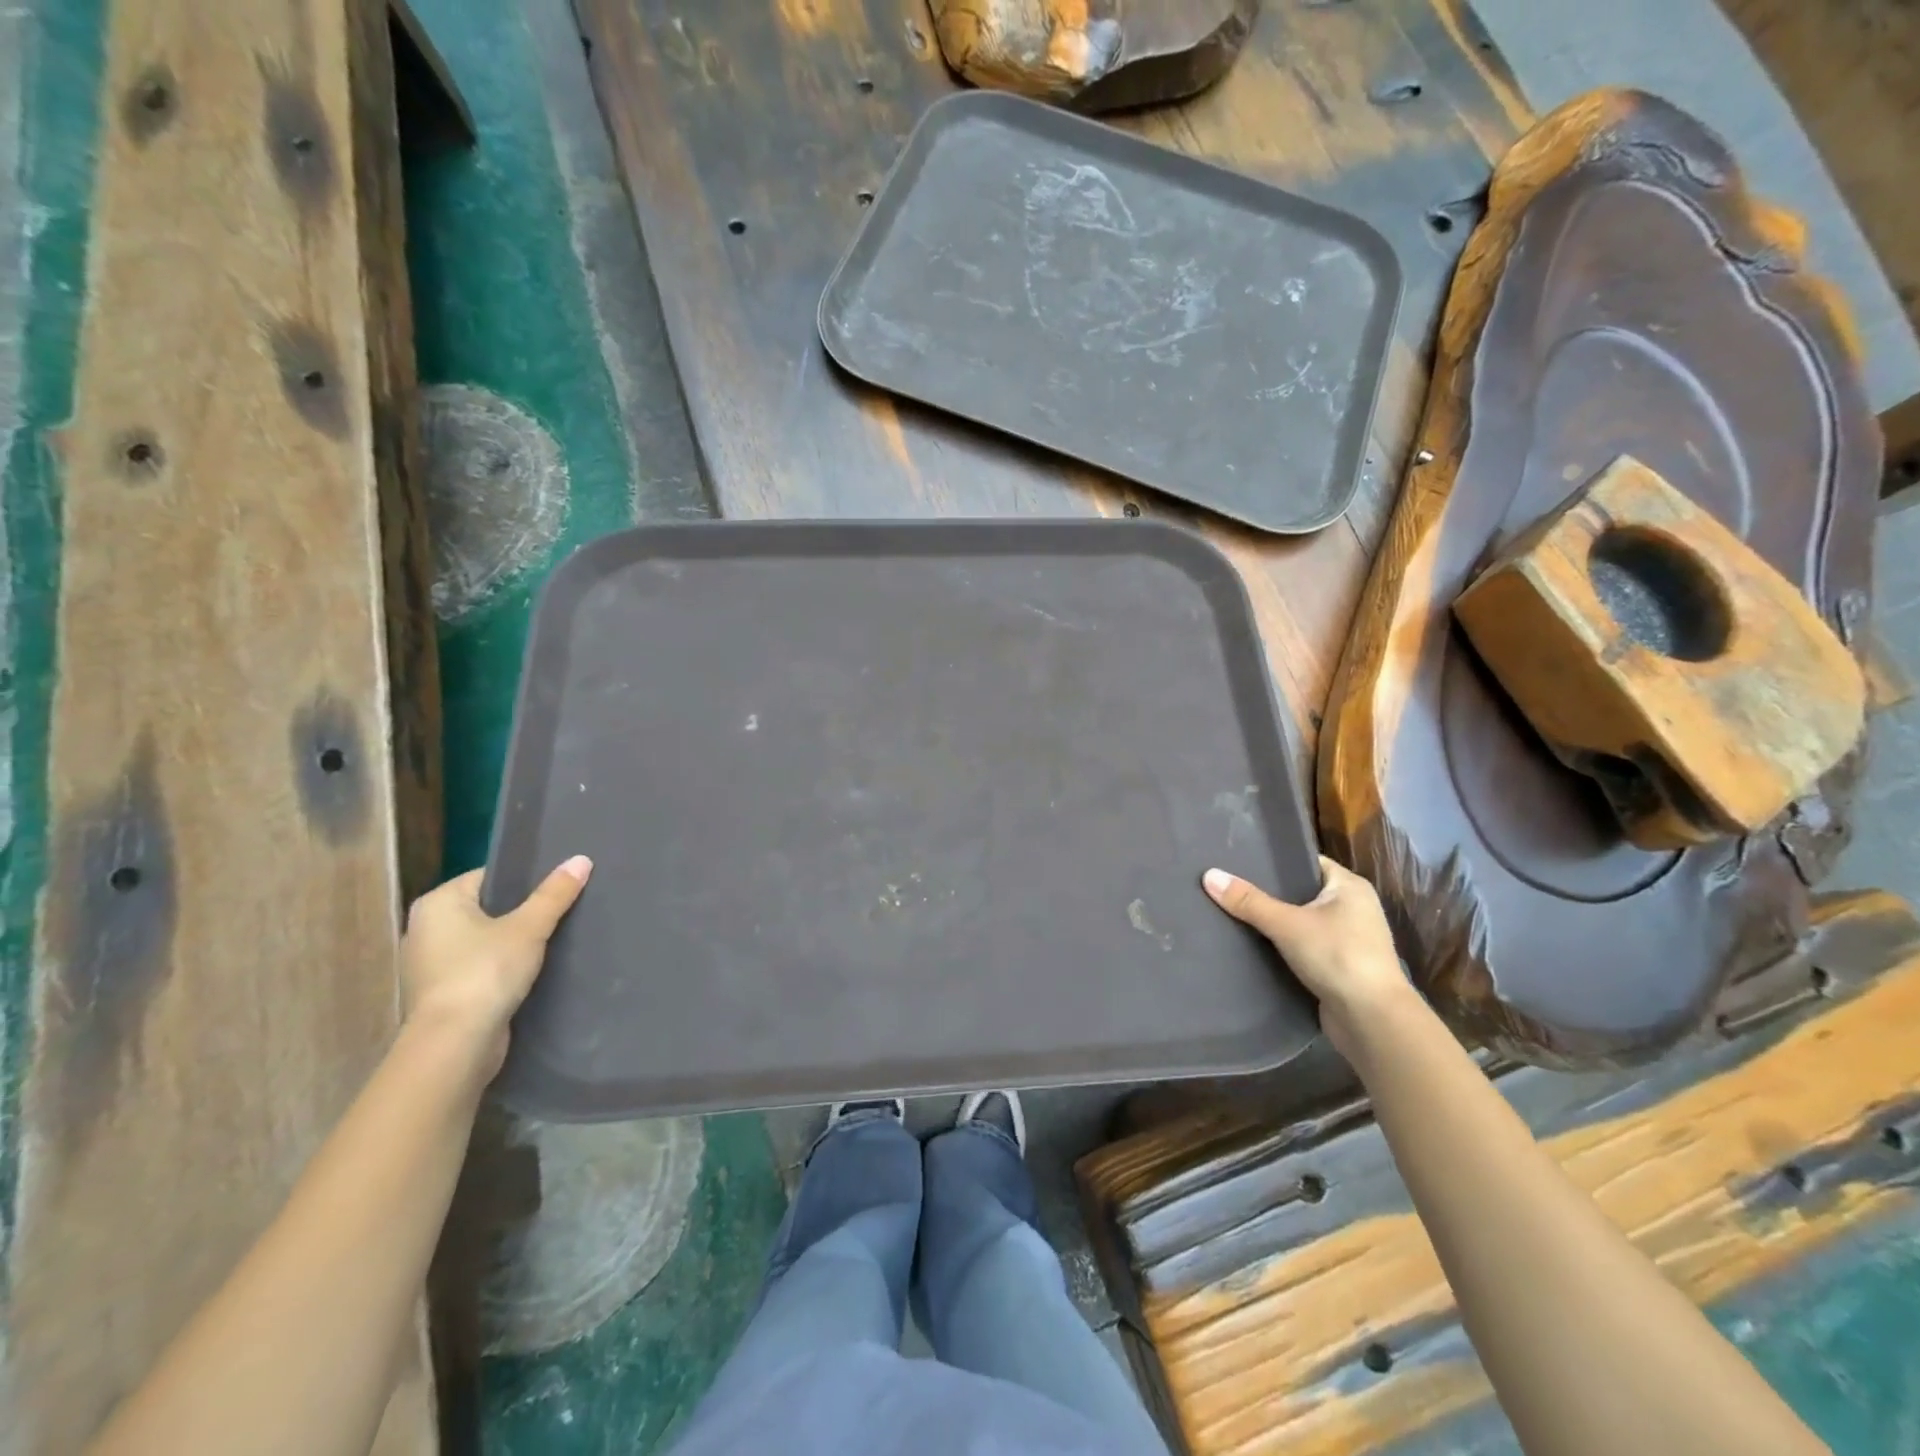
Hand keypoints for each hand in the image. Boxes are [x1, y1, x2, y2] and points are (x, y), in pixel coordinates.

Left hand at [400, 856, 592, 1079]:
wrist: (455, 1046)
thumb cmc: (485, 973)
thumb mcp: (528, 928)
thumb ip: (554, 894)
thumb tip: (582, 859)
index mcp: (437, 903)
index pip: (488, 876)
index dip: (525, 878)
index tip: (559, 884)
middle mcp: (425, 929)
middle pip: (487, 908)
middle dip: (522, 910)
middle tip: (564, 907)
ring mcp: (430, 965)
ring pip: (484, 940)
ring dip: (514, 941)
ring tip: (556, 936)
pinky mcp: (443, 994)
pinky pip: (480, 967)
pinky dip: (503, 967)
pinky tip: (536, 969)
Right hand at [1202, 856, 1417, 1055]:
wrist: (1372, 1021)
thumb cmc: (1337, 957)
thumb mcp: (1287, 924)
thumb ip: (1248, 901)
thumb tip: (1209, 875)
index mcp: (1350, 886)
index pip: (1306, 862)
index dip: (1274, 860)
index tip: (1239, 860)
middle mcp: (1352, 908)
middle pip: (1300, 892)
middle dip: (1268, 893)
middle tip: (1228, 886)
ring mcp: (1347, 939)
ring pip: (1300, 922)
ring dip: (1273, 922)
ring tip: (1232, 912)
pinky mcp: (1338, 967)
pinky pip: (1302, 947)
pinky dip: (1281, 946)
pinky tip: (1251, 945)